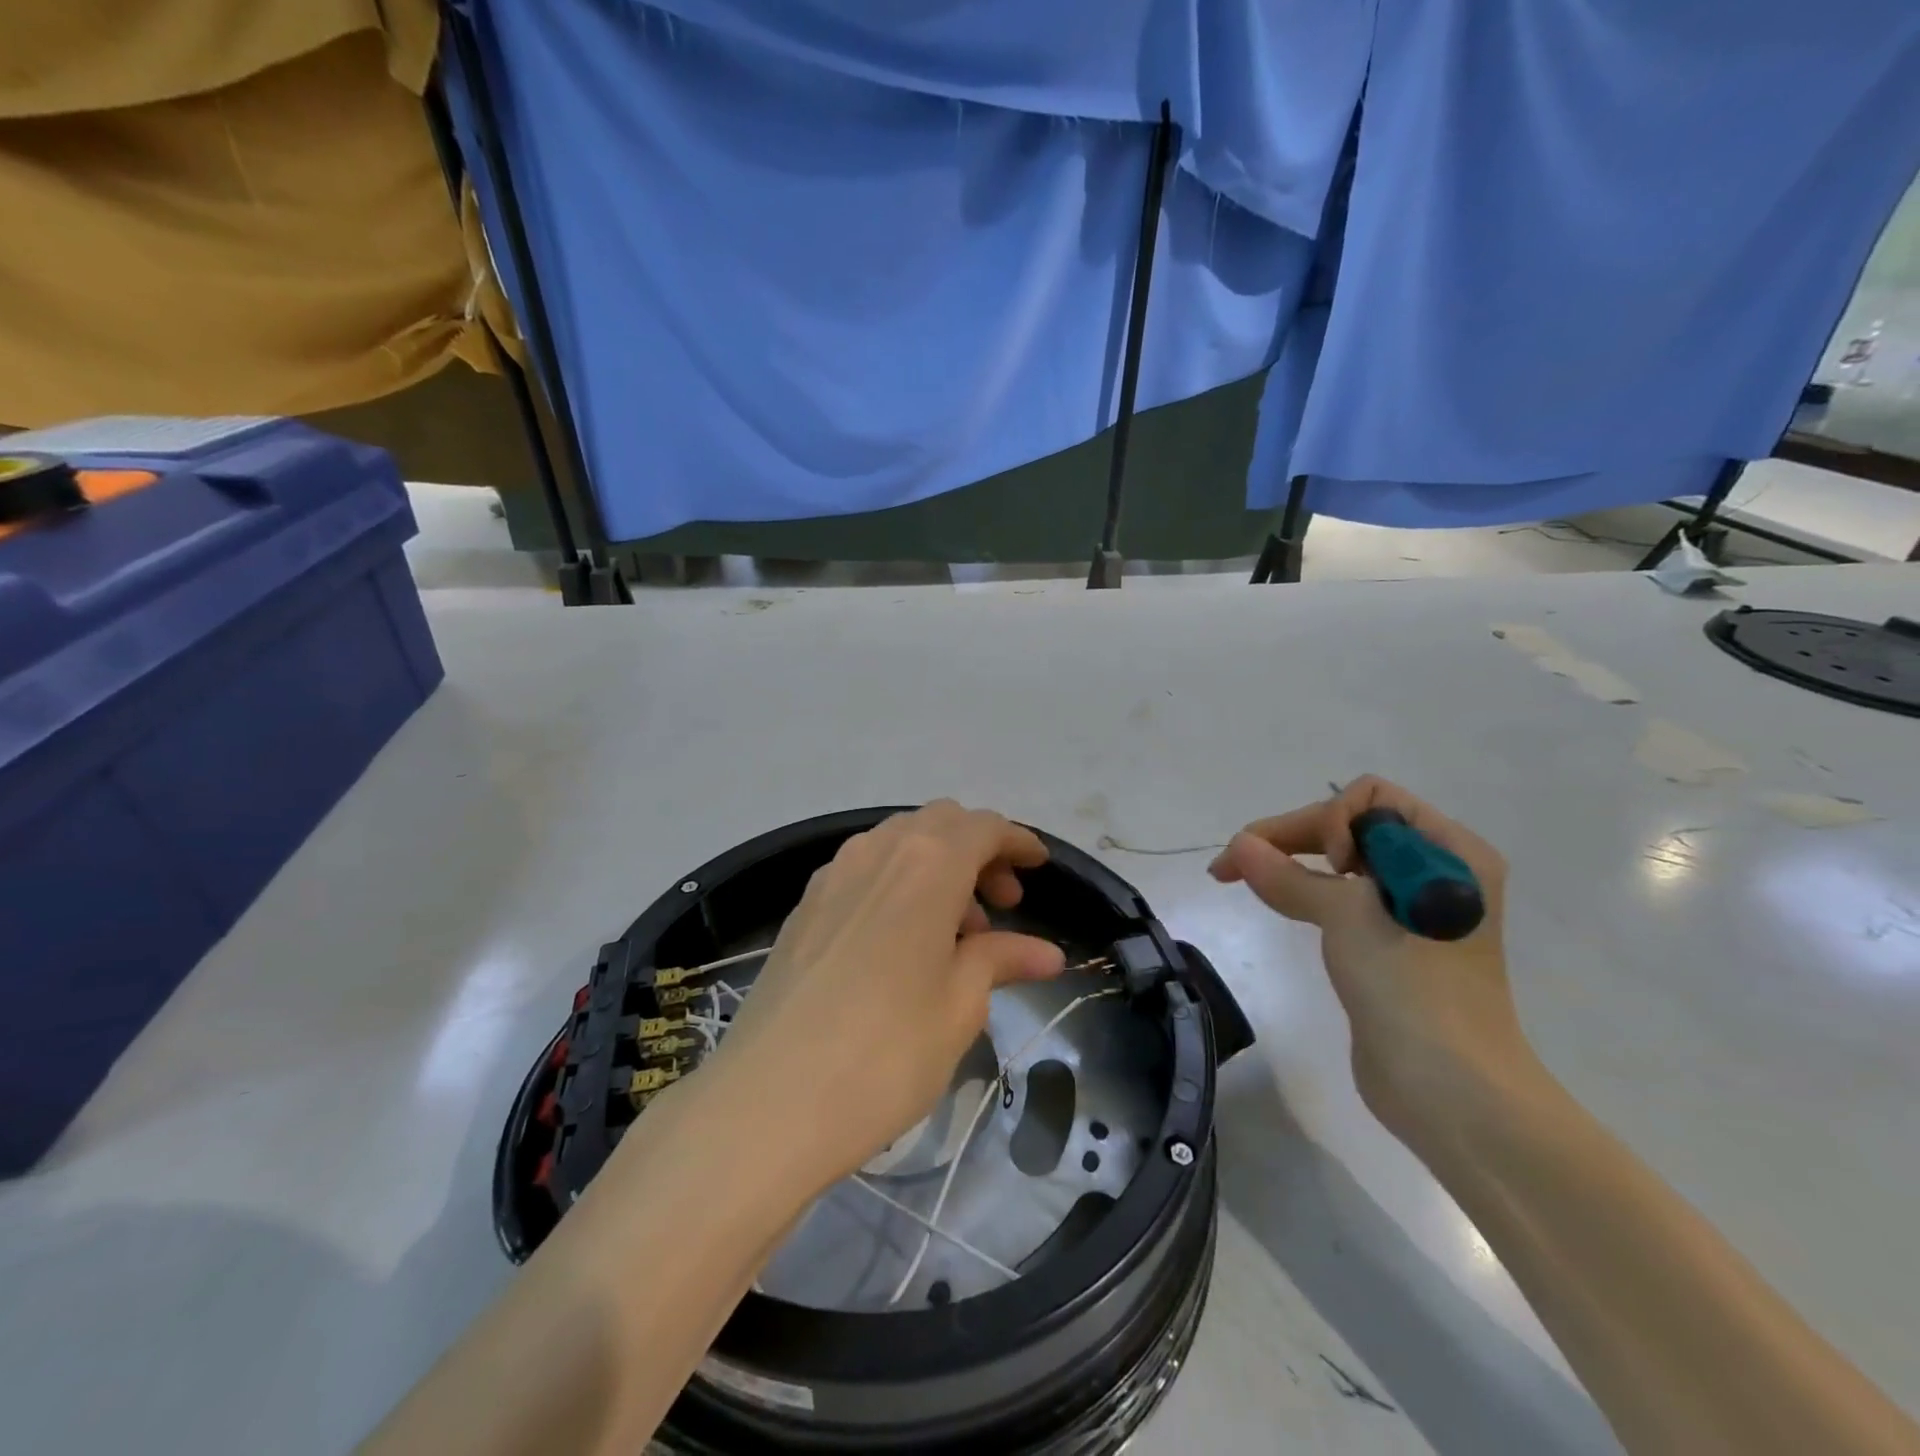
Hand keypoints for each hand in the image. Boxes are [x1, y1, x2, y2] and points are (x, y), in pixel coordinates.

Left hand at [697, 801, 1065, 1191]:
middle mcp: (878, 851)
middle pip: (940, 823)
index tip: (1039, 866)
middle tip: (1001, 905)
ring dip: (937, 866)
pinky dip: (897, 882)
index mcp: (927, 864)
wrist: (768, 1101)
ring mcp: (832, 874)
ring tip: (953, 933)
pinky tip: (901, 940)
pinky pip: (864, 869)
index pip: (984, 827)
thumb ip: (1001, 960)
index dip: (1017, 841)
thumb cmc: (885, 1053)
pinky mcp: (803, 905)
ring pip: (899, 842)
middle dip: (978, 850)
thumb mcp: (959, 1007)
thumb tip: (1046, 952)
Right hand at [1209, 776, 1535, 1144]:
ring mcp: (1413, 909)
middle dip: (1291, 836)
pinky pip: (1341, 896)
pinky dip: (1304, 890)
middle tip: (1232, 862)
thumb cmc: (1412, 988)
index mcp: (1449, 851)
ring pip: (1339, 862)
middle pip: (1350, 827)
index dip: (1333, 821)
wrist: (1452, 1092)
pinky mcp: (1390, 942)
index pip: (1372, 800)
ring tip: (1236, 875)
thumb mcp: (1348, 917)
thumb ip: (1288, 876)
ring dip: (1289, 861)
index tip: (1324, 866)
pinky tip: (1272, 897)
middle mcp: (1435, 871)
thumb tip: (1239, 845)